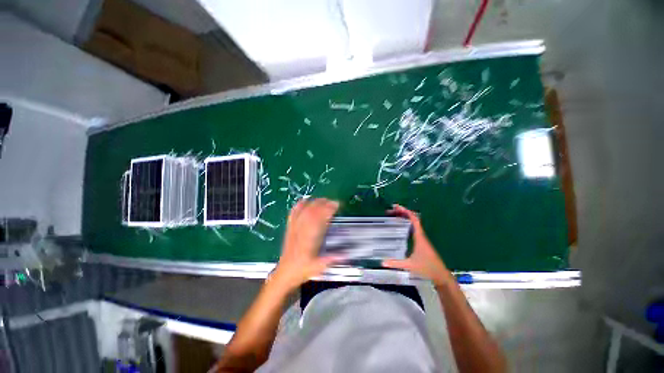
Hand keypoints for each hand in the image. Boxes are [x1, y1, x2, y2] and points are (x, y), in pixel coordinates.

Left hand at [270, 198, 341, 291]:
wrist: (284, 274)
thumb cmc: (301, 270)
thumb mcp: (318, 267)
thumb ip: (332, 259)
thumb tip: (346, 254)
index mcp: (308, 240)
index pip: (318, 220)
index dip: (328, 210)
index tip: (336, 206)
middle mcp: (300, 231)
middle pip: (311, 212)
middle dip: (323, 204)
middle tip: (333, 202)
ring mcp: (293, 229)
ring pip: (303, 211)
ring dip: (313, 203)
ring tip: (323, 199)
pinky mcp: (289, 228)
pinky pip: (293, 214)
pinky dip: (298, 205)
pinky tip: (304, 200)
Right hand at [382, 204, 452, 286]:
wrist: (441, 275)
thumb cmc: (427, 268)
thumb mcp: (410, 265)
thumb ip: (396, 263)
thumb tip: (382, 262)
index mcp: (419, 236)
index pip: (413, 219)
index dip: (405, 211)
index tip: (396, 207)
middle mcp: (421, 235)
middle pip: (412, 219)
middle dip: (402, 213)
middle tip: (391, 211)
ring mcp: (421, 238)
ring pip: (413, 223)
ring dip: (404, 217)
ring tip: (394, 215)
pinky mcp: (421, 242)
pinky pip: (413, 228)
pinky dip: (406, 224)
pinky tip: (400, 227)